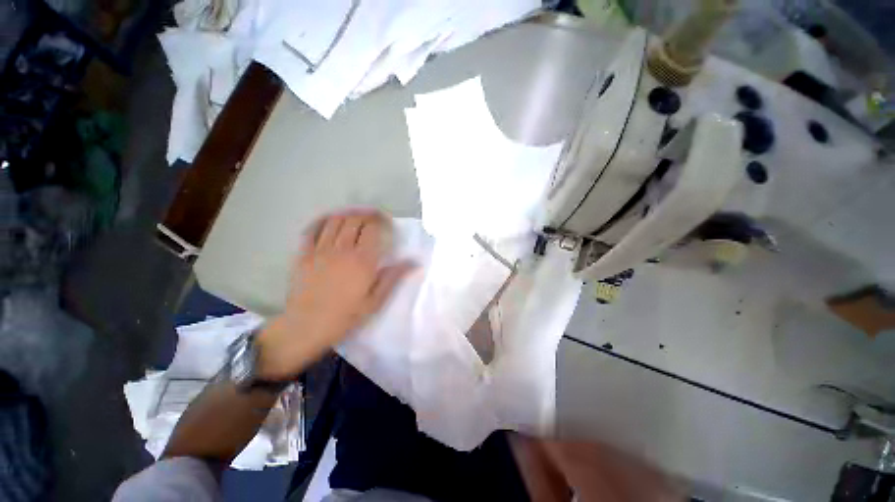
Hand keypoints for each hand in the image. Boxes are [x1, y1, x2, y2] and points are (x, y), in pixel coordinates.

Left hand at [256, 209, 414, 380]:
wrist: (306, 327)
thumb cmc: (345, 316)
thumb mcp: (375, 301)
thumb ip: (393, 277)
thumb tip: (414, 262)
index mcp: (363, 260)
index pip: (372, 228)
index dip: (380, 221)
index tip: (387, 222)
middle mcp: (342, 249)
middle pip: (354, 220)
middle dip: (366, 215)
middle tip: (373, 218)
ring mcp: (320, 250)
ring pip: (335, 221)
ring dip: (347, 214)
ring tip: (355, 217)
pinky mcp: (303, 254)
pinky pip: (312, 229)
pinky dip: (322, 221)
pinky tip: (329, 220)